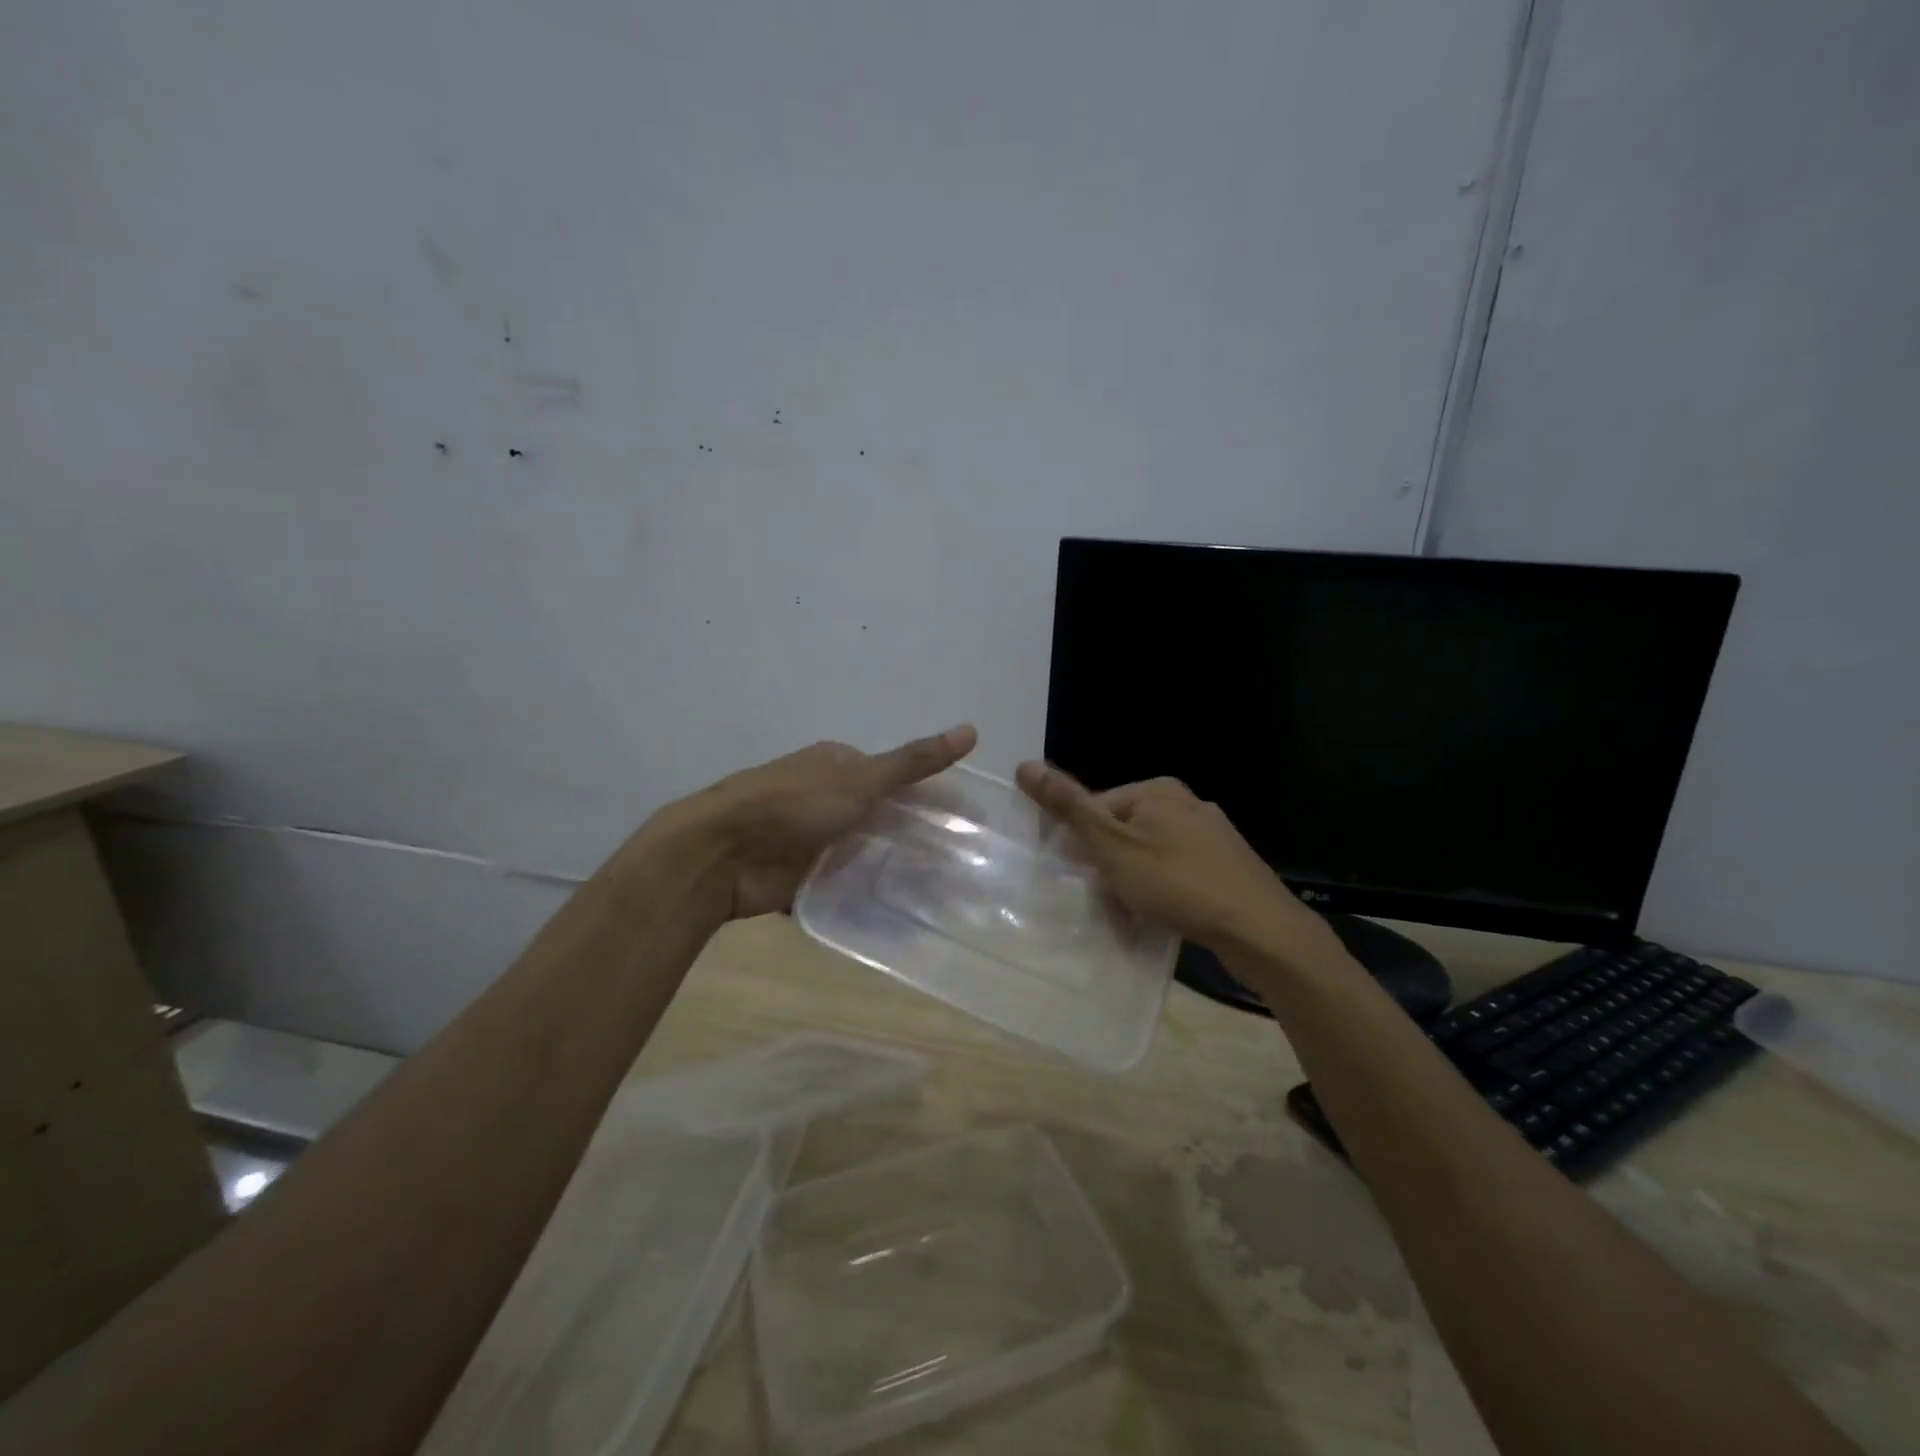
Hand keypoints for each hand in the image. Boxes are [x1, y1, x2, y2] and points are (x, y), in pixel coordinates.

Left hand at [662, 725, 978, 918]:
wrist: (721, 854)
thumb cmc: (793, 805)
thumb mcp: (862, 780)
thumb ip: (914, 762)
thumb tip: (972, 730)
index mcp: (838, 764)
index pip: (896, 776)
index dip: (931, 796)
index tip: (965, 823)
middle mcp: (826, 796)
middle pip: (881, 815)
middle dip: (913, 835)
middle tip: (959, 864)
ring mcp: (812, 837)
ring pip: (863, 850)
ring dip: (890, 866)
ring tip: (939, 892)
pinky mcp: (800, 874)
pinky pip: (842, 882)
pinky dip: (863, 892)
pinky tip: (896, 909)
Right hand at [1014, 761, 1328, 957]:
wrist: (1259, 929)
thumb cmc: (1177, 883)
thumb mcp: (1112, 846)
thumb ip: (1069, 807)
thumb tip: (1025, 764)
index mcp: (1157, 790)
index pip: (1098, 808)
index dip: (1082, 845)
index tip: (1083, 880)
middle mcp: (1186, 802)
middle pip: (1124, 832)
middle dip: (1110, 868)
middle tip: (1109, 904)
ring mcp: (1212, 834)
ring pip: (1152, 855)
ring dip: (1136, 884)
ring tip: (1135, 918)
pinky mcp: (1229, 866)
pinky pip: (1180, 873)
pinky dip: (1166, 892)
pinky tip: (1166, 918)